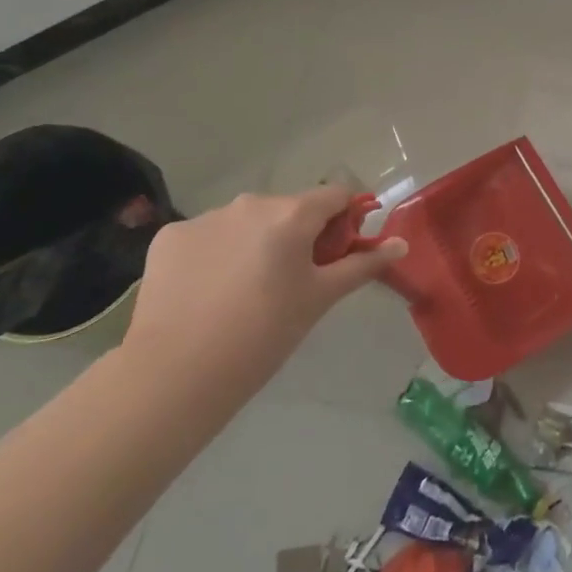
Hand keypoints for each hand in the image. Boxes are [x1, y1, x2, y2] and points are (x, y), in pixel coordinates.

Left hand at [118, 186, 404, 417]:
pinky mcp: (169, 237)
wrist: (175, 375)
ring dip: (254, 243)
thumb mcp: (319, 299)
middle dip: (297, 236)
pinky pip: (205, 237)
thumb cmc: (263, 335)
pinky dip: (214, 255)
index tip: (338, 253)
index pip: (335, 195)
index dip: (344, 219)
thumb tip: (402, 243)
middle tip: (291, 283)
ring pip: (245, 223)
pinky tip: (206, 293)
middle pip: (288, 209)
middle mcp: (249, 203)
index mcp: (291, 214)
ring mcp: (204, 217)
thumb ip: (362, 264)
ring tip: (243, 293)